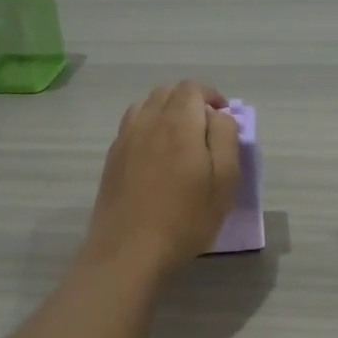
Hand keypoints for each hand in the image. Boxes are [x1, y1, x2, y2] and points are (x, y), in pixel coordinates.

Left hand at [84, 82, 240, 280]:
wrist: (129, 250)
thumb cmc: (186, 218)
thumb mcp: (224, 181)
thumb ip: (226, 138)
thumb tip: (219, 115)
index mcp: (179, 122)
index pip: (192, 88)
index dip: (211, 96)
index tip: (223, 119)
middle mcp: (148, 121)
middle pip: (167, 93)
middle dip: (189, 102)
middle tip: (205, 131)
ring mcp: (125, 138)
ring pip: (146, 107)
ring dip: (166, 113)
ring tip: (180, 141)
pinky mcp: (112, 158)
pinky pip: (131, 127)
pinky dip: (148, 129)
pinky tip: (156, 158)